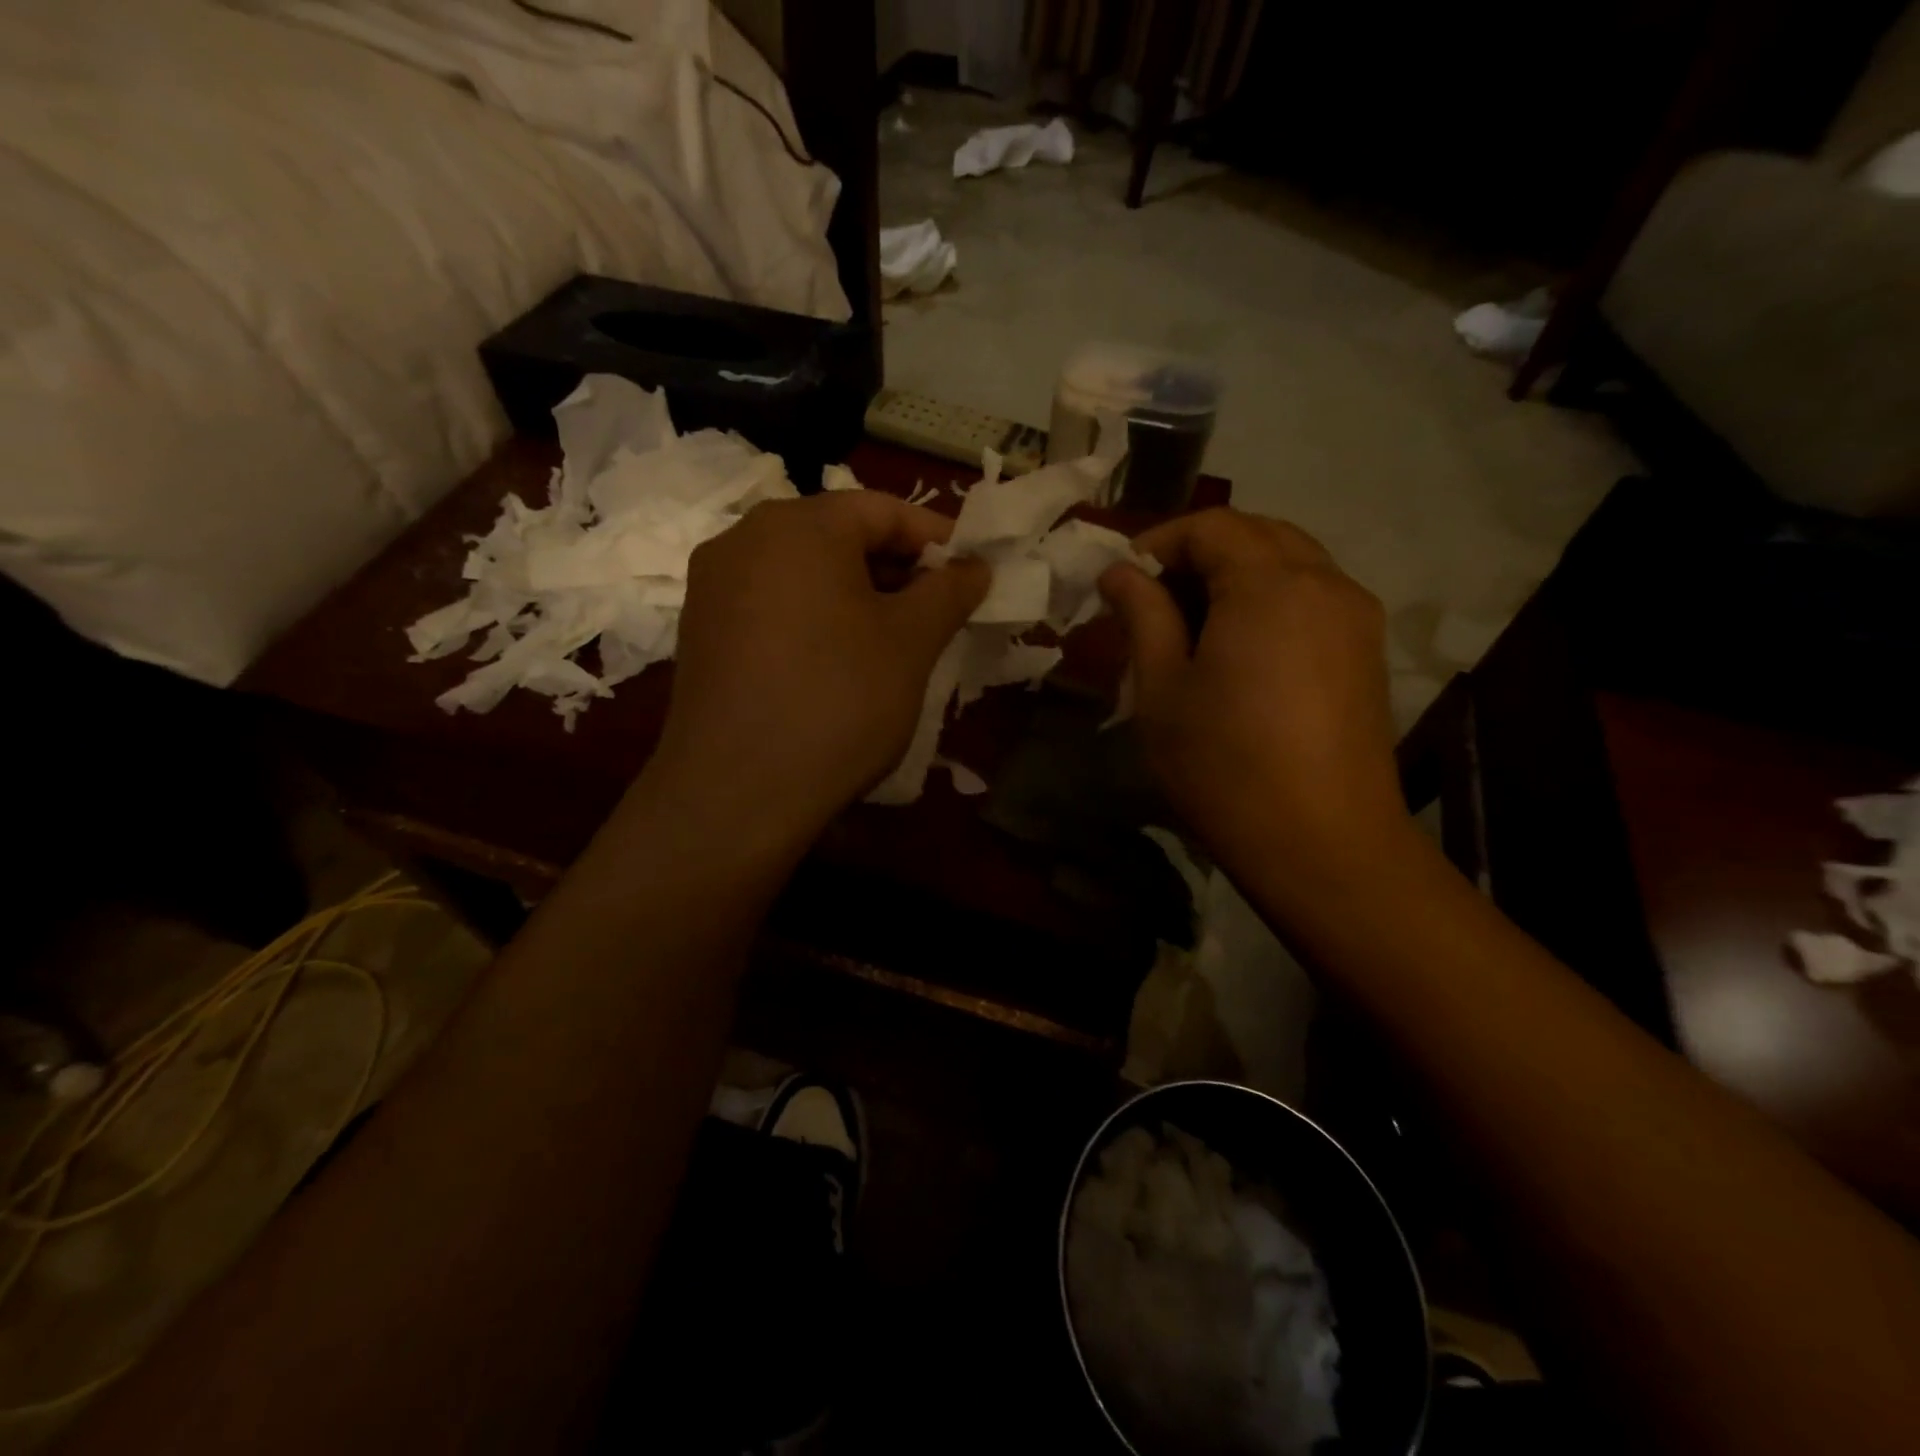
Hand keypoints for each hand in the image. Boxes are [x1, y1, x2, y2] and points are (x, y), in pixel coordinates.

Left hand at [652, 490, 987, 839]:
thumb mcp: (911, 643)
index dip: (936, 540)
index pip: (883, 511)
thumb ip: (949, 591)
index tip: (973, 573)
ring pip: (803, 574)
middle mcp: (744, 539)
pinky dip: (815, 619)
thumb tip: (974, 566)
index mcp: (798, 525)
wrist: (736, 794)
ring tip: (896, 641)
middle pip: (838, 537)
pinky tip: (839, 664)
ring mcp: (713, 587)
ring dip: (857, 596)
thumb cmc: (837, 702)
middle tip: (939, 612)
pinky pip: (772, 606)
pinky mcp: (701, 633)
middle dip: (896, 570)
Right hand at [1099, 508, 1407, 880]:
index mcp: (1269, 584)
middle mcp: (1324, 582)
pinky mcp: (1367, 651)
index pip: (1212, 525)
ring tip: (1195, 621)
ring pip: (1292, 561)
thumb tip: (1120, 572)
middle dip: (1201, 551)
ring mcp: (1356, 616)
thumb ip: (1142, 615)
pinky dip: (1272, 597)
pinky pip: (1315, 595)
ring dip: (1238, 572)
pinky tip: (1243, 646)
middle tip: (1155, 596)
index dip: (1160, 541)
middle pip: (1258, 533)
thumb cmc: (1224, 764)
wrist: (1321, 842)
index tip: (1123, 578)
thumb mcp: (1162, 688)